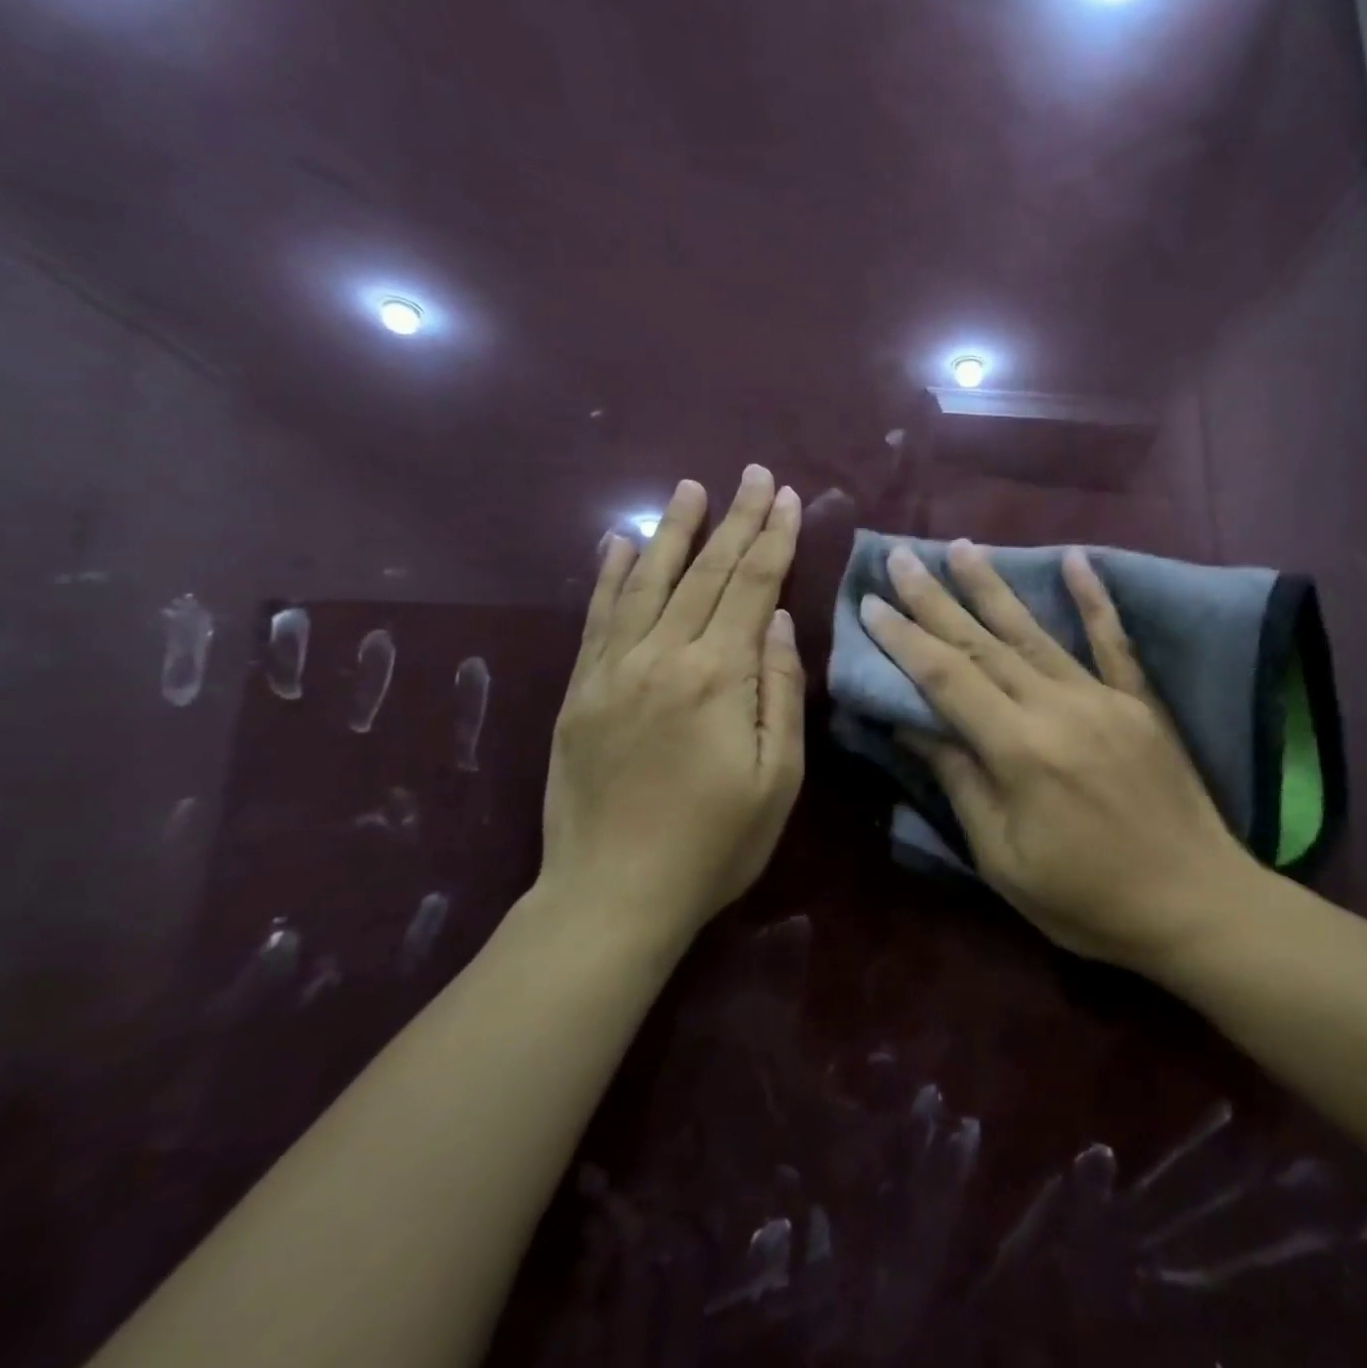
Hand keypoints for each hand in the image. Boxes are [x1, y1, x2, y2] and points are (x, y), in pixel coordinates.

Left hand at [536, 466, 805, 949]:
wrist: (612, 894)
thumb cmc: (714, 845)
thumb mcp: (777, 779)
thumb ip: (781, 693)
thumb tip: (781, 622)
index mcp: (719, 677)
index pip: (754, 588)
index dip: (773, 539)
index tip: (785, 496)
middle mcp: (663, 656)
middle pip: (706, 572)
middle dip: (734, 519)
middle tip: (750, 474)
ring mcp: (613, 669)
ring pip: (649, 581)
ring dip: (673, 531)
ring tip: (689, 488)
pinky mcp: (581, 688)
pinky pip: (598, 616)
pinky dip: (611, 574)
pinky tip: (620, 542)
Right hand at [861, 540, 1262, 973]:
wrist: (1196, 904)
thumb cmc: (1087, 899)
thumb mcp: (1003, 858)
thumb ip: (960, 782)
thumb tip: (913, 724)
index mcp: (1018, 749)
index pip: (946, 678)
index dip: (904, 639)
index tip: (870, 603)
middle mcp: (1057, 706)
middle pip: (982, 643)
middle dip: (935, 599)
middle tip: (900, 558)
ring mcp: (1103, 697)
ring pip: (1035, 631)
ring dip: (993, 586)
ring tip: (962, 546)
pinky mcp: (1139, 702)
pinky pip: (1114, 640)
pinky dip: (1094, 598)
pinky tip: (1076, 558)